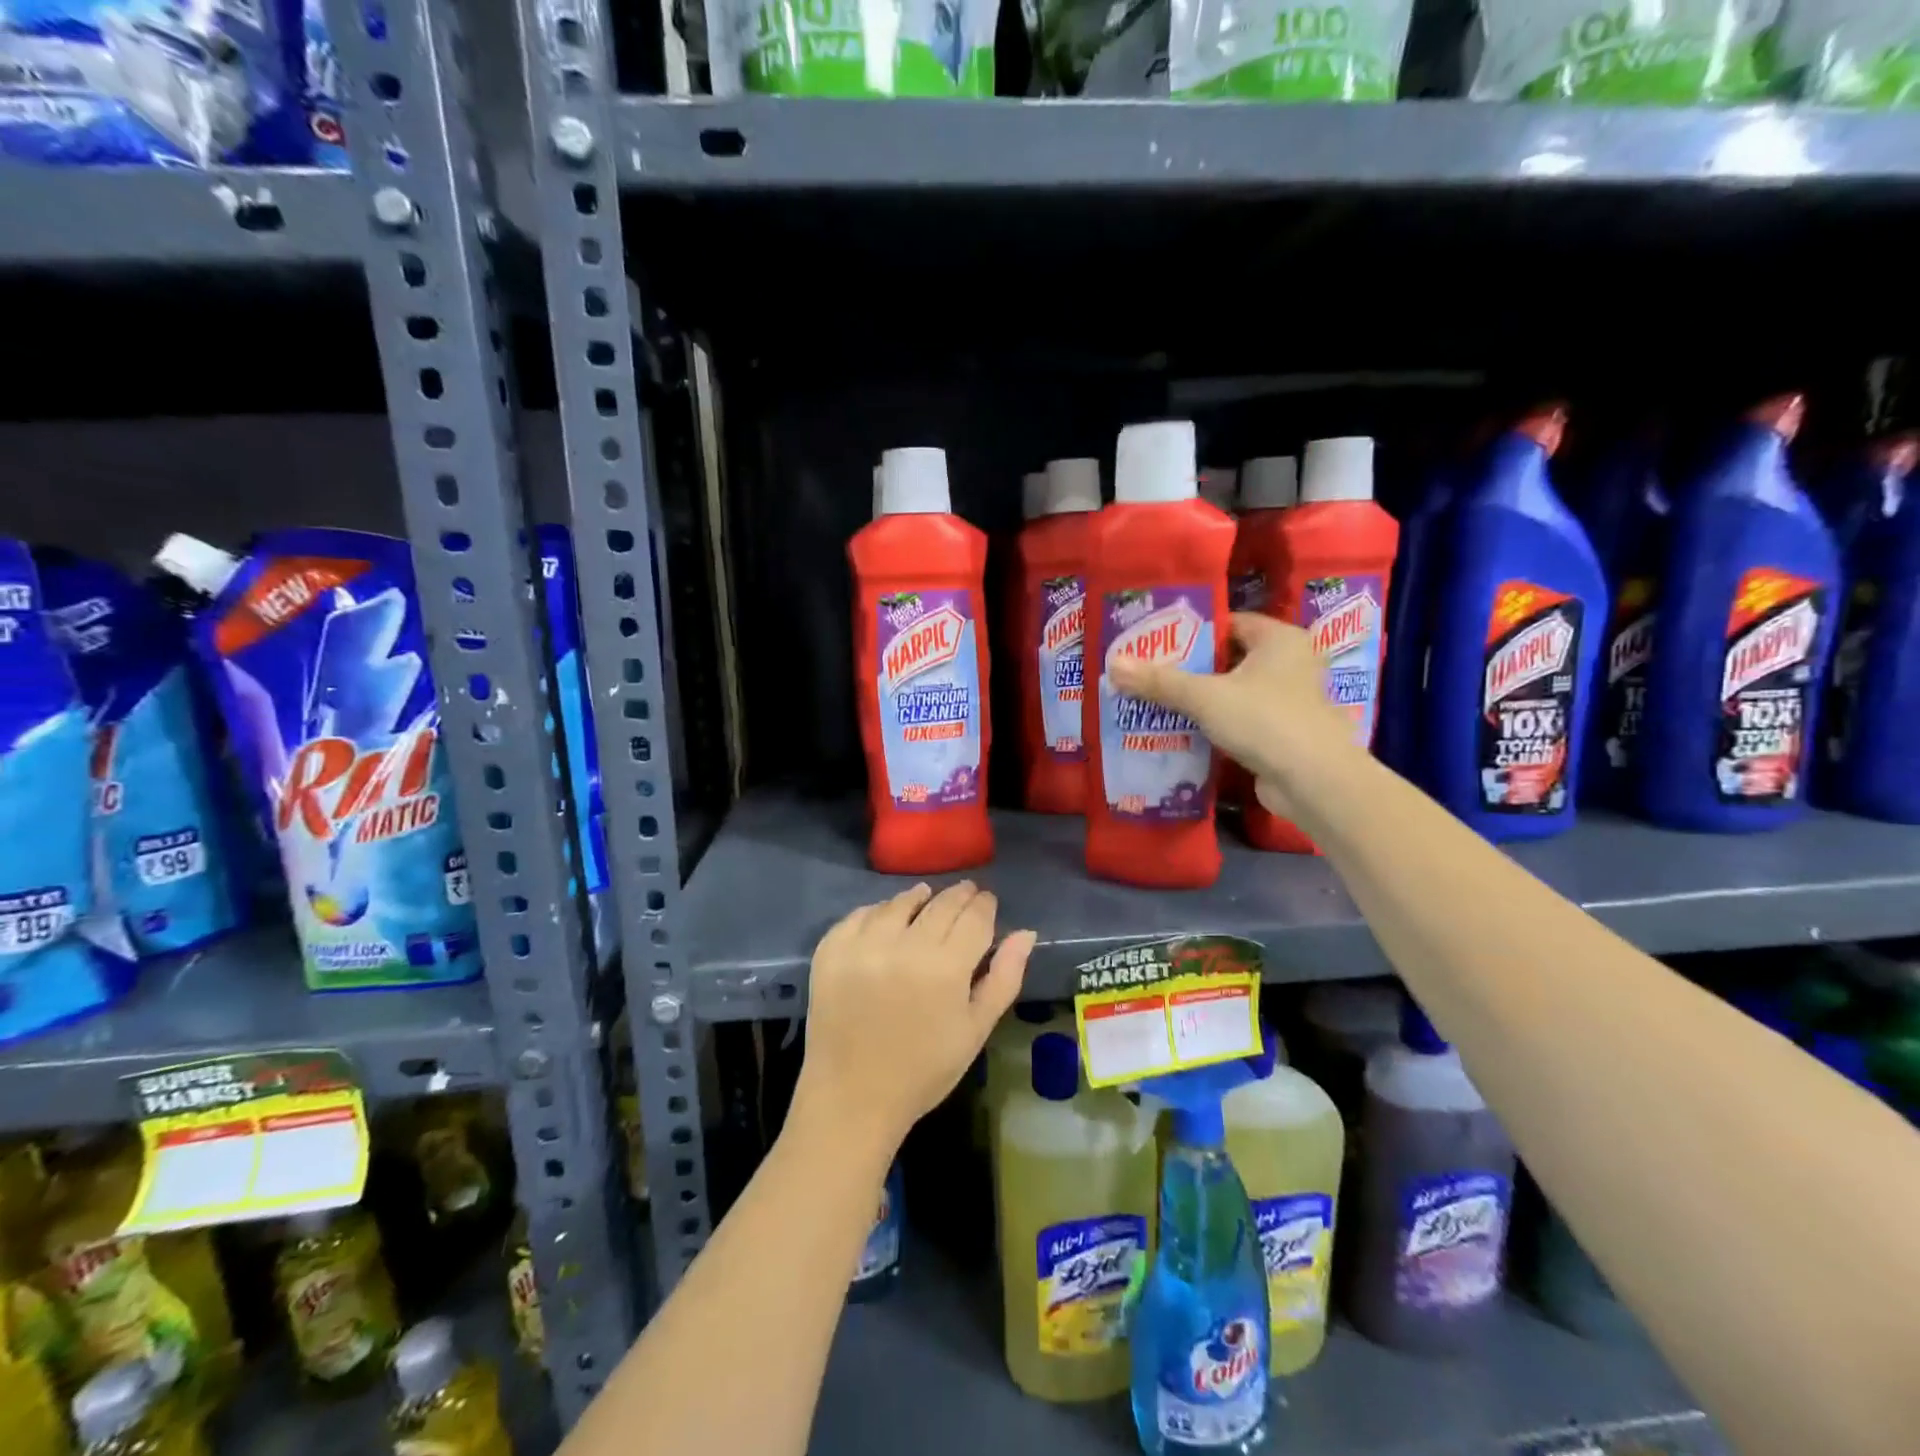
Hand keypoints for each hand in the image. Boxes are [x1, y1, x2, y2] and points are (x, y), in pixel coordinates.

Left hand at [793, 882, 1035, 1155]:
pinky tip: (887, 918)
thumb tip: (1026, 933)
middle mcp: (905, 946)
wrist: (853, 1098)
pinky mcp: (831, 951)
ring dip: (918, 898)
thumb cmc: (924, 1070)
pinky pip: (860, 915)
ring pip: (899, 903)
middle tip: (966, 893)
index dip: (984, 905)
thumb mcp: (975, 1030)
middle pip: (940, 904)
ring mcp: (863, 946)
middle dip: (958, 896)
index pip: (974, 917)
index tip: (987, 901)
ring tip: (926, 898)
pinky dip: (878, 912)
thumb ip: (1004, 977)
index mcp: (946, 968)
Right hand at [1107, 612, 1351, 819]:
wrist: (1313, 782)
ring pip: (1234, 692)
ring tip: (1156, 701)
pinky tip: (1181, 731)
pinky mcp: (1283, 733)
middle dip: (1190, 668)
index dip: (1193, 632)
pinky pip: (1240, 719)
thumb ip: (1159, 681)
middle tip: (1149, 673)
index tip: (1156, 642)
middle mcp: (1290, 663)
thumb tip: (1112, 664)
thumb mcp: (1204, 696)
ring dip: (1200, 699)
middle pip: (1229, 658)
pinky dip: (1215, 724)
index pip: (1229, 623)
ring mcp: (1289, 701)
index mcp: (1280, 639)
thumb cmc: (1264, 721)